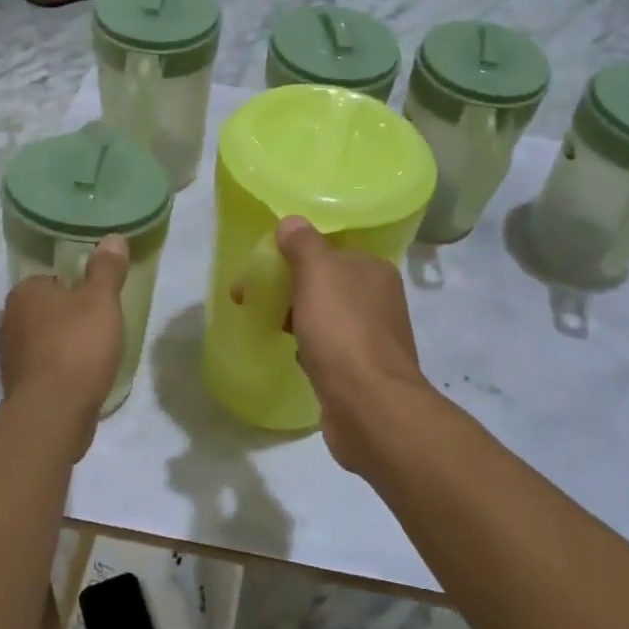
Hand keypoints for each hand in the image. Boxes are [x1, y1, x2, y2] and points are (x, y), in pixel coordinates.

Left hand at [0, 236, 128, 430]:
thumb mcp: (101, 300)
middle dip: (70, 317)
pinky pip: (44, 368)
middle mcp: (9, 321)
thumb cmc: (77, 346)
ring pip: (43, 340)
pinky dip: (60, 370)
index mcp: (24, 293)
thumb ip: (107, 268)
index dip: (78, 289)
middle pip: (47, 310)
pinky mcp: (18, 387)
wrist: (54, 412)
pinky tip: (82, 379)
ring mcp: (9, 357)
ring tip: (95, 355)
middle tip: (101, 327)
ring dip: (64, 345)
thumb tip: (113, 237)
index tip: (99, 302)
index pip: (52, 280)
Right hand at [274, 217, 429, 471]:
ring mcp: (373, 337)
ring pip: (325, 316)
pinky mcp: (362, 371)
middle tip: (249, 298)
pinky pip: (328, 348)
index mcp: (374, 270)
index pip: (330, 251)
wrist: (369, 406)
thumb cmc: (342, 332)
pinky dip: (309, 347)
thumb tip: (292, 222)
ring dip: (297, 317)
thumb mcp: (318, 274)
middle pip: (325, 283)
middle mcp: (379, 300)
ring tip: (266, 324)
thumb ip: (304, 244)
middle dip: (288, 287)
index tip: (260, 268)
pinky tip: (293, 354)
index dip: (293, 255)